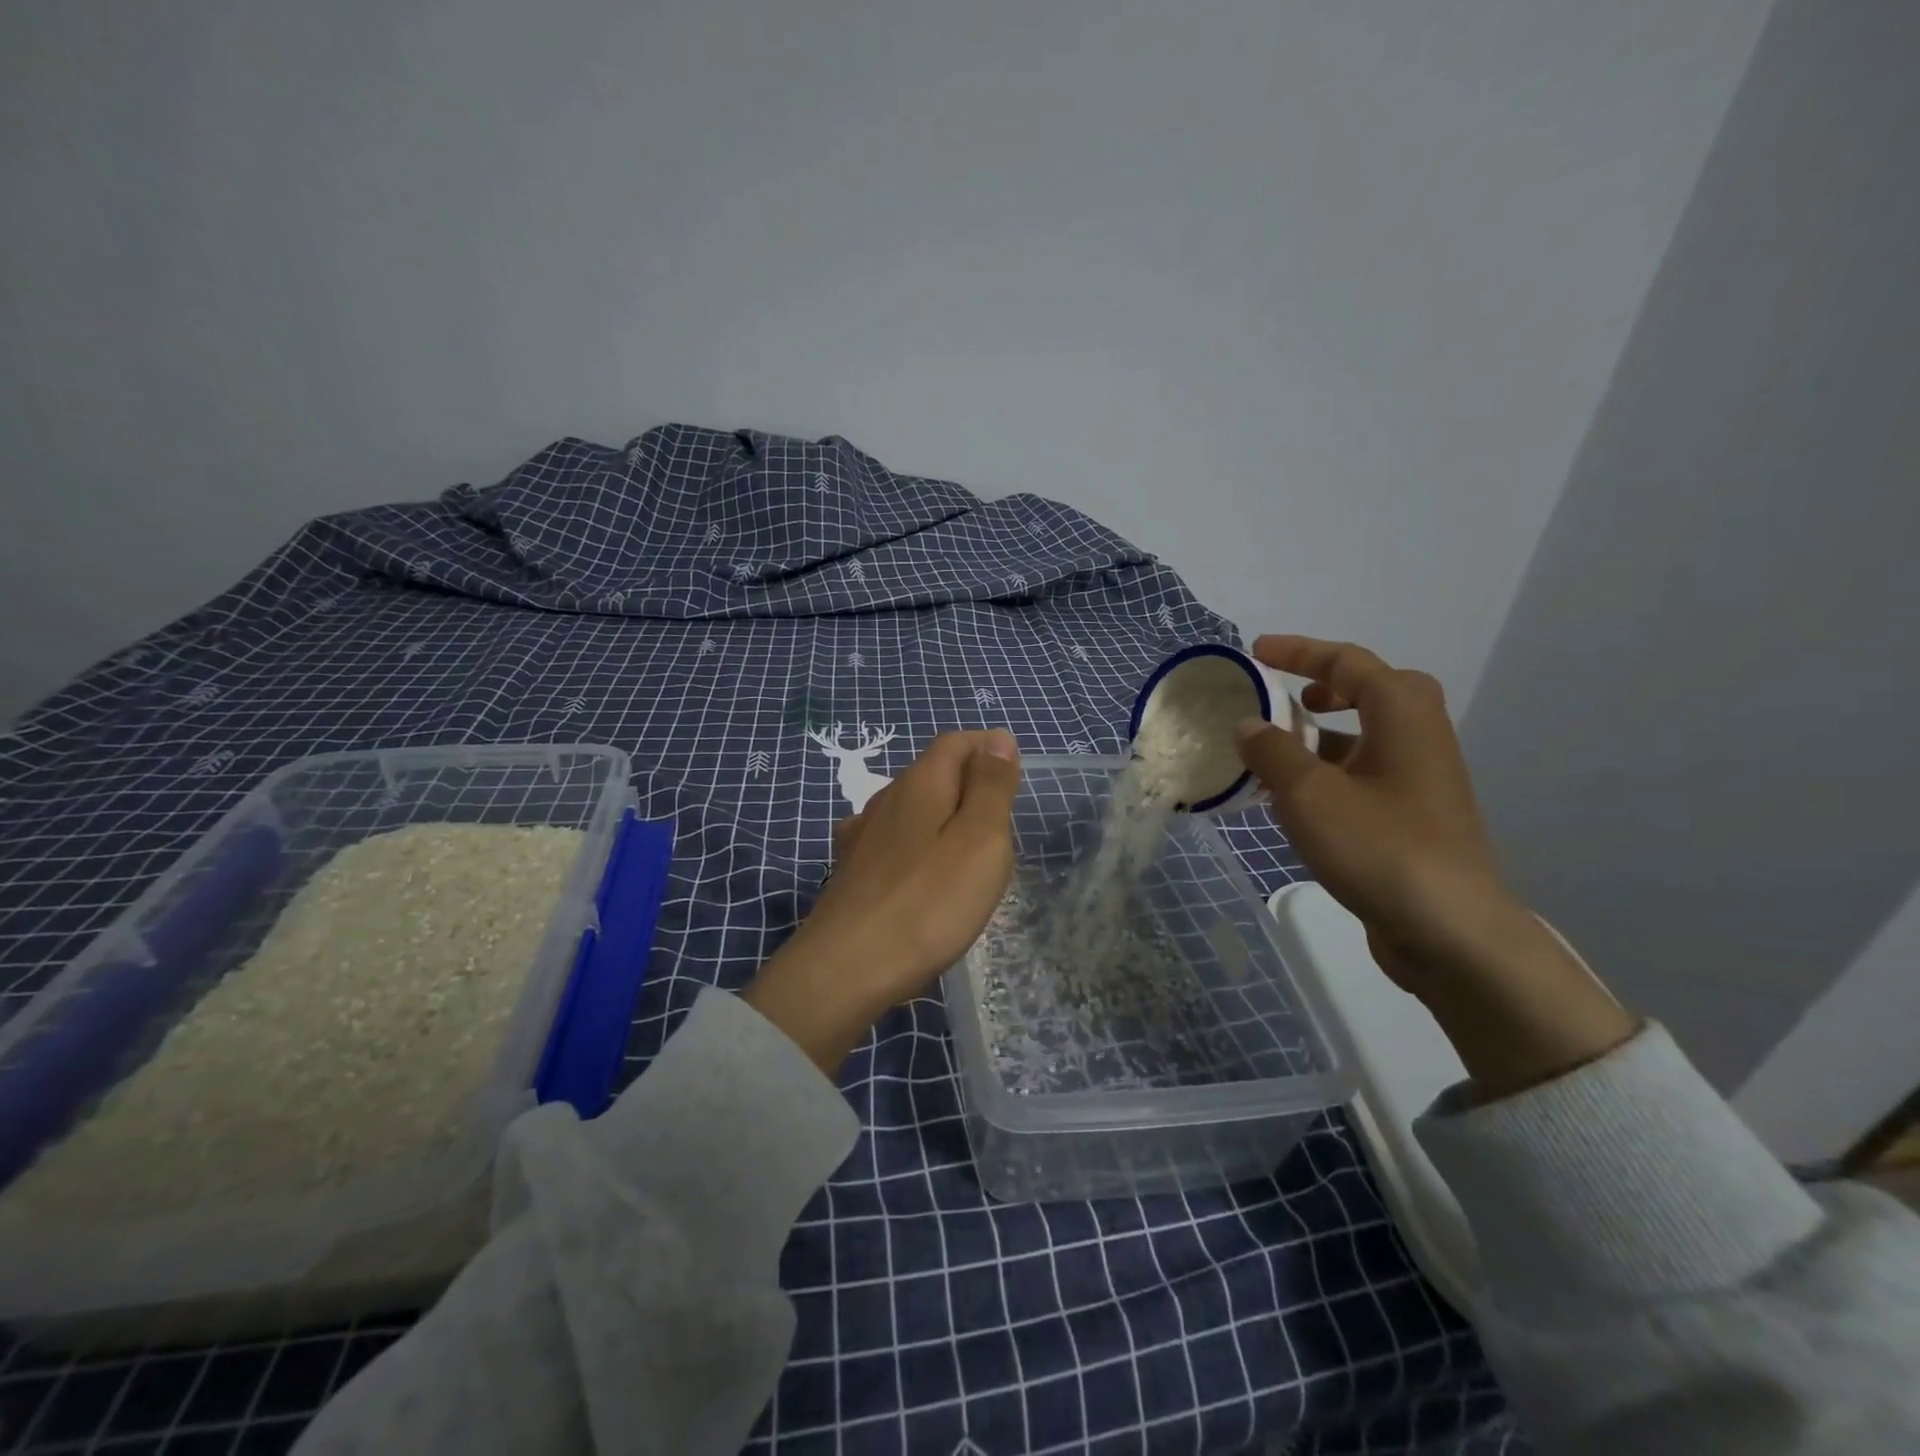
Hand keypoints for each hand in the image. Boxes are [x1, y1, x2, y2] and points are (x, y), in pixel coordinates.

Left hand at [743, 730, 1021, 1073]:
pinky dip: (920, 848)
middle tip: (1002, 827)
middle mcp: (885, 800)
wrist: (846, 969)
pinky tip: (925, 877)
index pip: (956, 742)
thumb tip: (998, 738)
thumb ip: (990, 787)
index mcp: (919, 784)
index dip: (987, 749)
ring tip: (970, 856)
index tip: (1014, 780)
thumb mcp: (980, 840)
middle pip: (933, 774)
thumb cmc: (928, 903)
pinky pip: (895, 843)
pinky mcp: (852, 873)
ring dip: (945, 820)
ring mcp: (862, 837)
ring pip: (913, 810)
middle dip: (970, 787)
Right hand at [1233, 636, 1507, 984]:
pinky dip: (1328, 774)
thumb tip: (1249, 726)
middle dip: (1324, 688)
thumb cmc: (1379, 845)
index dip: (1299, 651)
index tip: (1256, 652)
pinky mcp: (1414, 817)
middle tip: (1285, 699)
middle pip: (1371, 692)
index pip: (1347, 661)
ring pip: (1365, 738)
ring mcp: (1421, 780)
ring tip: (1274, 754)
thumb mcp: (1308, 793)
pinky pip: (1364, 775)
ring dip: (1320, 737)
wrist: (1448, 930)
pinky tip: (1294, 802)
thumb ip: (1272, 752)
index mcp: (1402, 713)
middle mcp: (1419, 736)